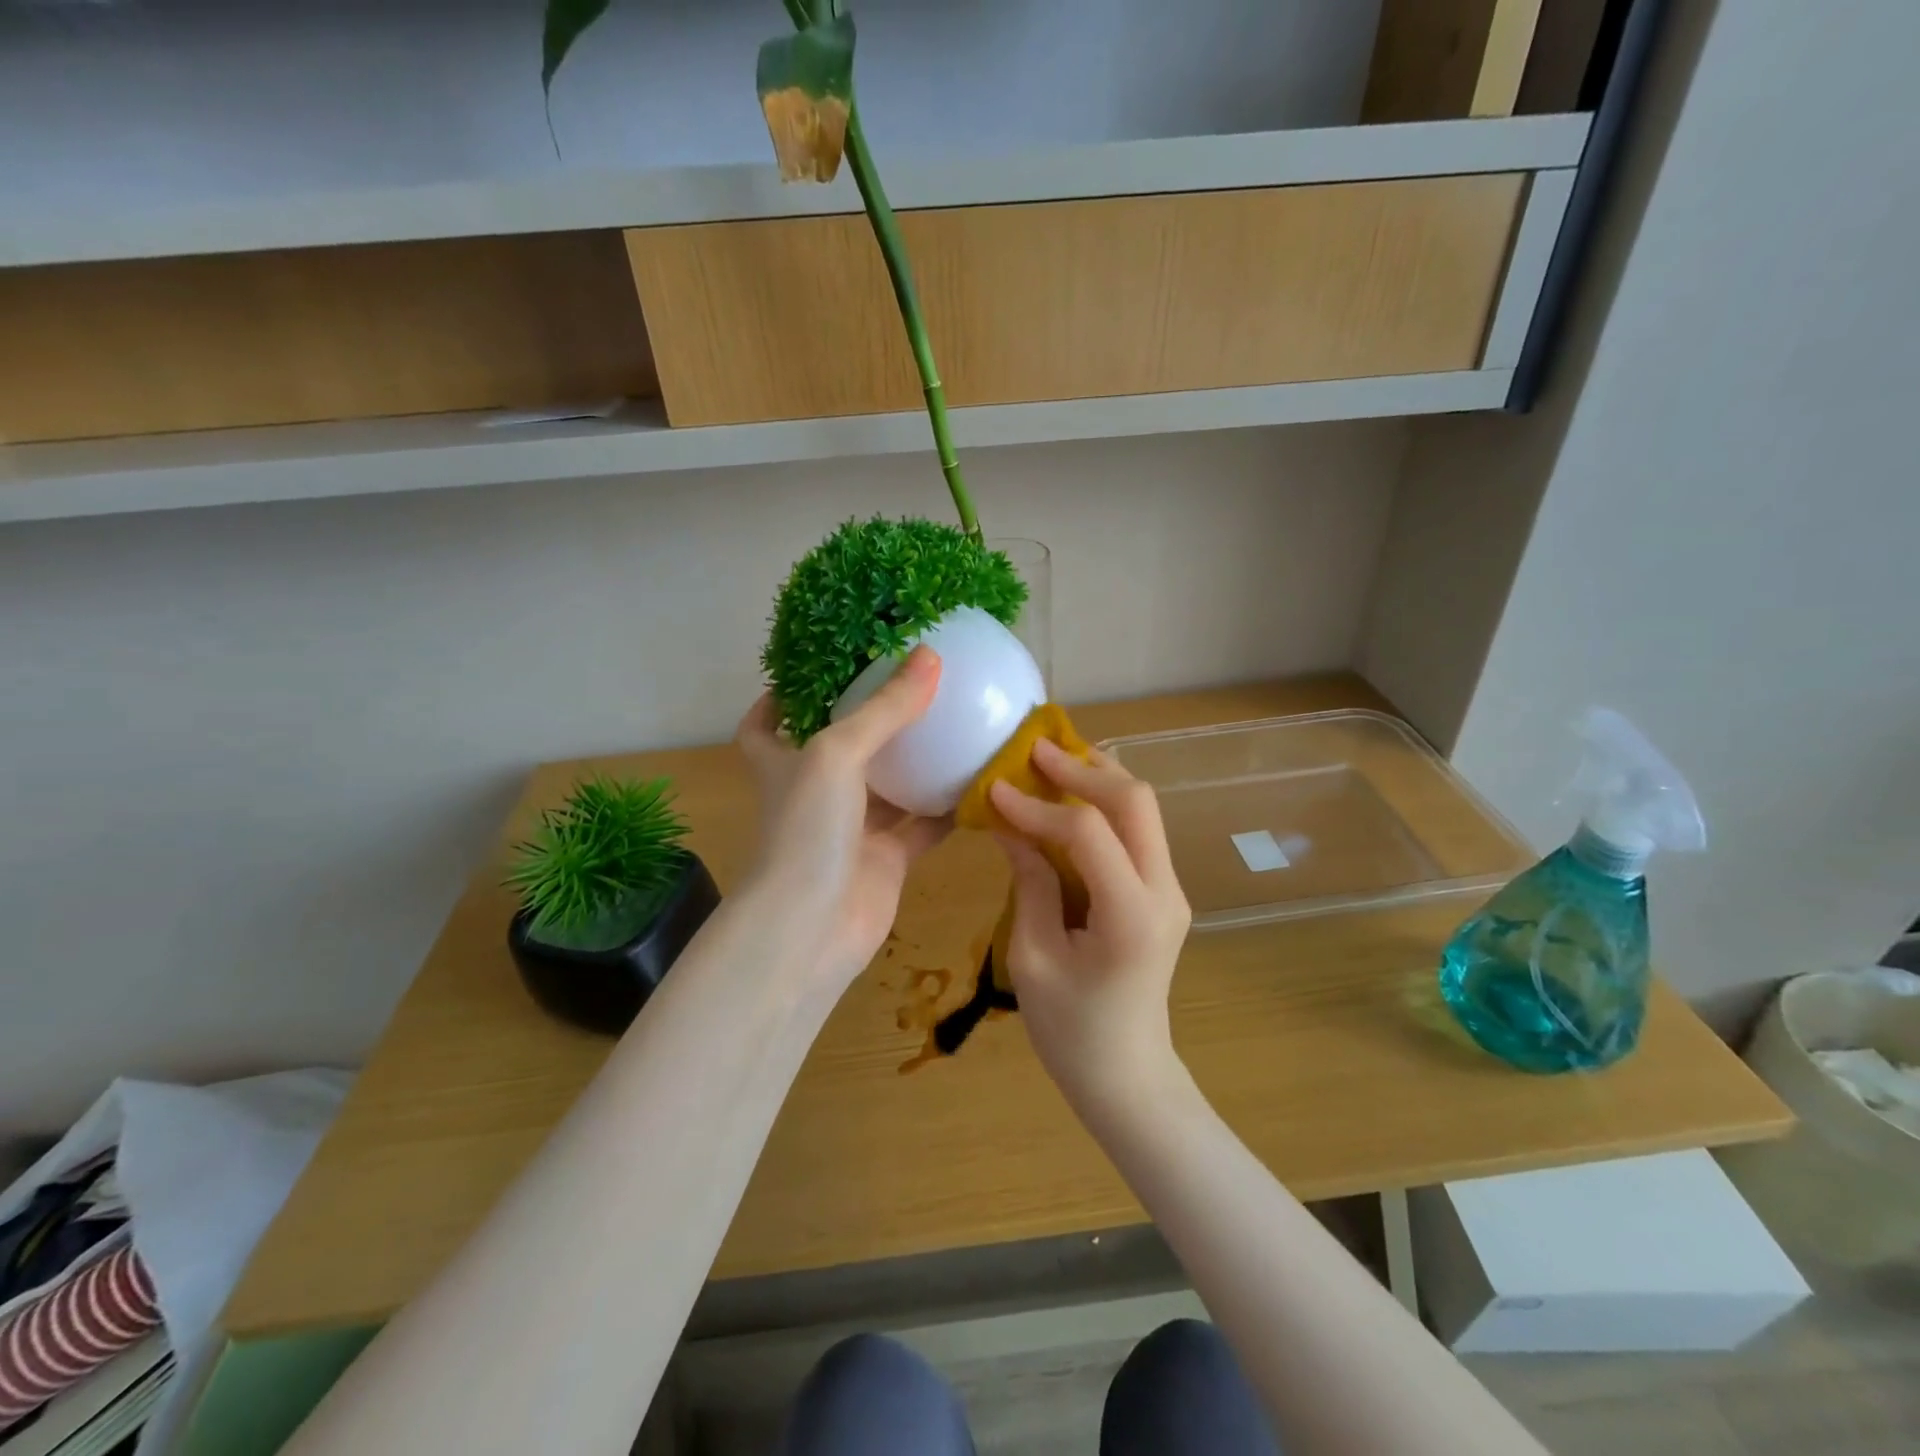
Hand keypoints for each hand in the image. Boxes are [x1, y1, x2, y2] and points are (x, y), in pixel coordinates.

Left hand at [735, 646, 949, 994]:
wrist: (812, 931)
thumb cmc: (807, 831)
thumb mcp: (837, 755)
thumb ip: (884, 709)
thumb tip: (929, 656)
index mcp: (784, 763)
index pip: (765, 726)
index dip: (781, 699)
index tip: (811, 673)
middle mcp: (816, 793)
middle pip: (839, 749)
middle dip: (869, 721)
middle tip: (911, 685)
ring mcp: (852, 829)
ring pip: (889, 787)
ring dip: (917, 763)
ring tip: (955, 722)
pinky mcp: (886, 860)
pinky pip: (922, 826)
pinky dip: (947, 808)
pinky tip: (979, 782)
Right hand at [989, 740, 1192, 1110]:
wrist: (1127, 1075)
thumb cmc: (1071, 1031)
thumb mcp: (1033, 958)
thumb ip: (1028, 883)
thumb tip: (1010, 824)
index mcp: (1132, 916)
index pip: (1088, 833)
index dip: (1039, 807)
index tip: (996, 790)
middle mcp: (1164, 891)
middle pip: (1135, 802)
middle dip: (1083, 769)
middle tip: (1034, 751)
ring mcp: (1170, 889)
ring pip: (1143, 808)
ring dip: (1097, 777)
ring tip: (1050, 760)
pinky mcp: (1161, 891)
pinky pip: (1137, 831)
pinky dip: (1103, 804)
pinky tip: (1070, 796)